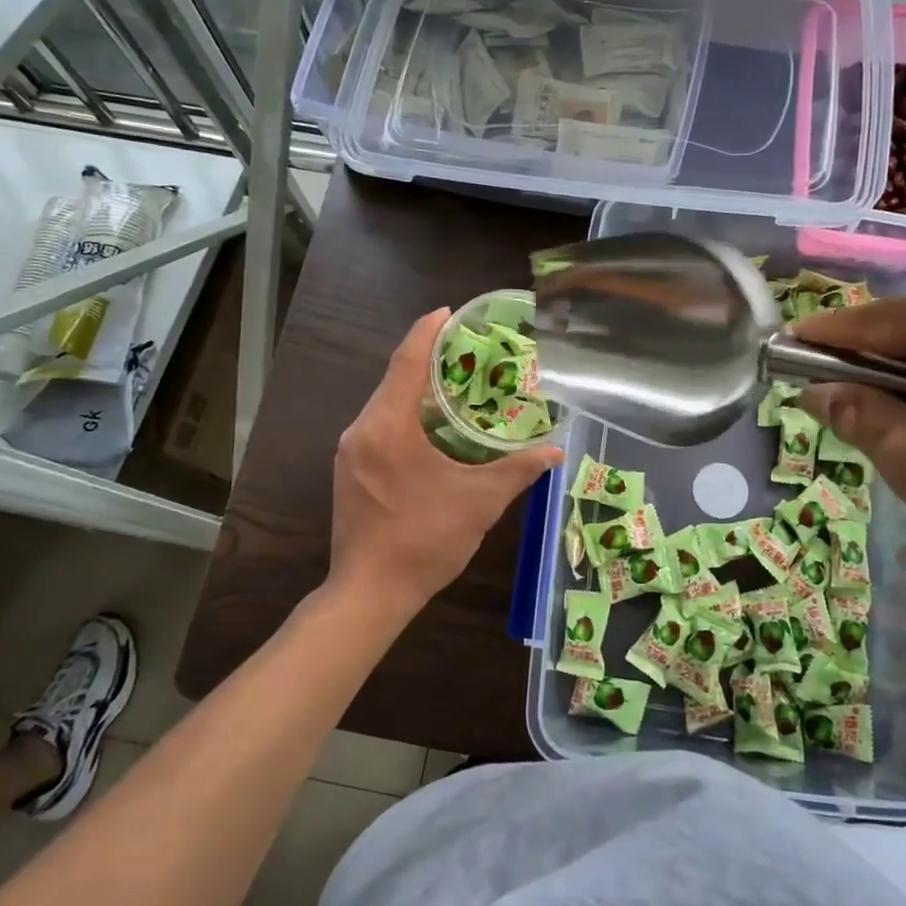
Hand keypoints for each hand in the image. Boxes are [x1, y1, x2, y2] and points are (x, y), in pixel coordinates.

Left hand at [331, 309, 561, 610]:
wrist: (370, 593)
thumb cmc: (425, 541)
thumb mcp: (479, 502)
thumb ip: (518, 470)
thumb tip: (556, 451)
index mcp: (387, 427)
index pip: (407, 362)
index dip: (428, 332)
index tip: (450, 312)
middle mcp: (361, 430)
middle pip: (394, 379)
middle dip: (427, 359)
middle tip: (467, 350)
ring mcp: (350, 452)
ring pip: (385, 404)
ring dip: (416, 389)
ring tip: (455, 383)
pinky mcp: (349, 471)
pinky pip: (379, 426)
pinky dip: (405, 414)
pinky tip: (432, 425)